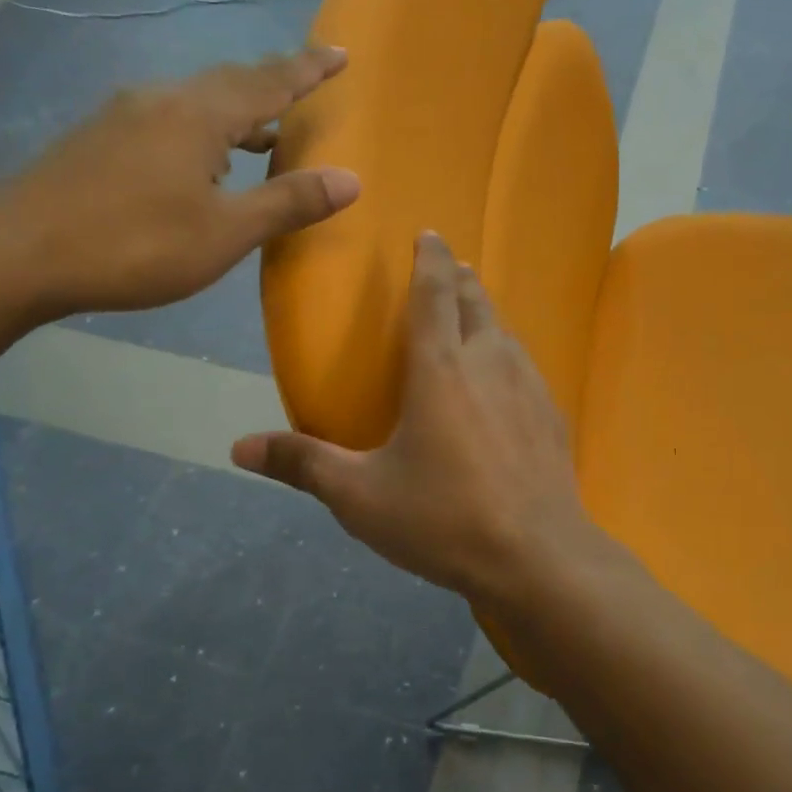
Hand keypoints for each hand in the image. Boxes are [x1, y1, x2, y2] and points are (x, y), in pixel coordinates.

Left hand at [0, 46, 359, 318]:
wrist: (14, 253)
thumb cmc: (134, 243)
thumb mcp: (225, 232)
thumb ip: (288, 202)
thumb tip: (352, 179)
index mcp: (198, 115)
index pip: (269, 82)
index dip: (308, 69)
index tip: (341, 53)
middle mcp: (162, 101)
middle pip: (230, 82)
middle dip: (274, 83)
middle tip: (308, 84)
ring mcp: (125, 117)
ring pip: (197, 101)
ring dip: (238, 112)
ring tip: (266, 134)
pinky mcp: (100, 139)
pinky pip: (171, 119)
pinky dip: (205, 130)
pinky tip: (204, 163)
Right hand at [231, 233, 606, 609]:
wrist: (538, 556)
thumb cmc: (444, 518)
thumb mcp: (361, 497)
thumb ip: (303, 464)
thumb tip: (238, 446)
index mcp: (441, 368)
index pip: (435, 293)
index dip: (431, 259)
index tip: (429, 235)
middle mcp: (490, 362)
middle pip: (476, 302)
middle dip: (461, 278)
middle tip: (451, 267)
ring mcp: (530, 386)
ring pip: (506, 331)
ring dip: (486, 314)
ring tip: (473, 314)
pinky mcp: (552, 414)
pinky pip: (526, 365)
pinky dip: (509, 353)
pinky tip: (505, 379)